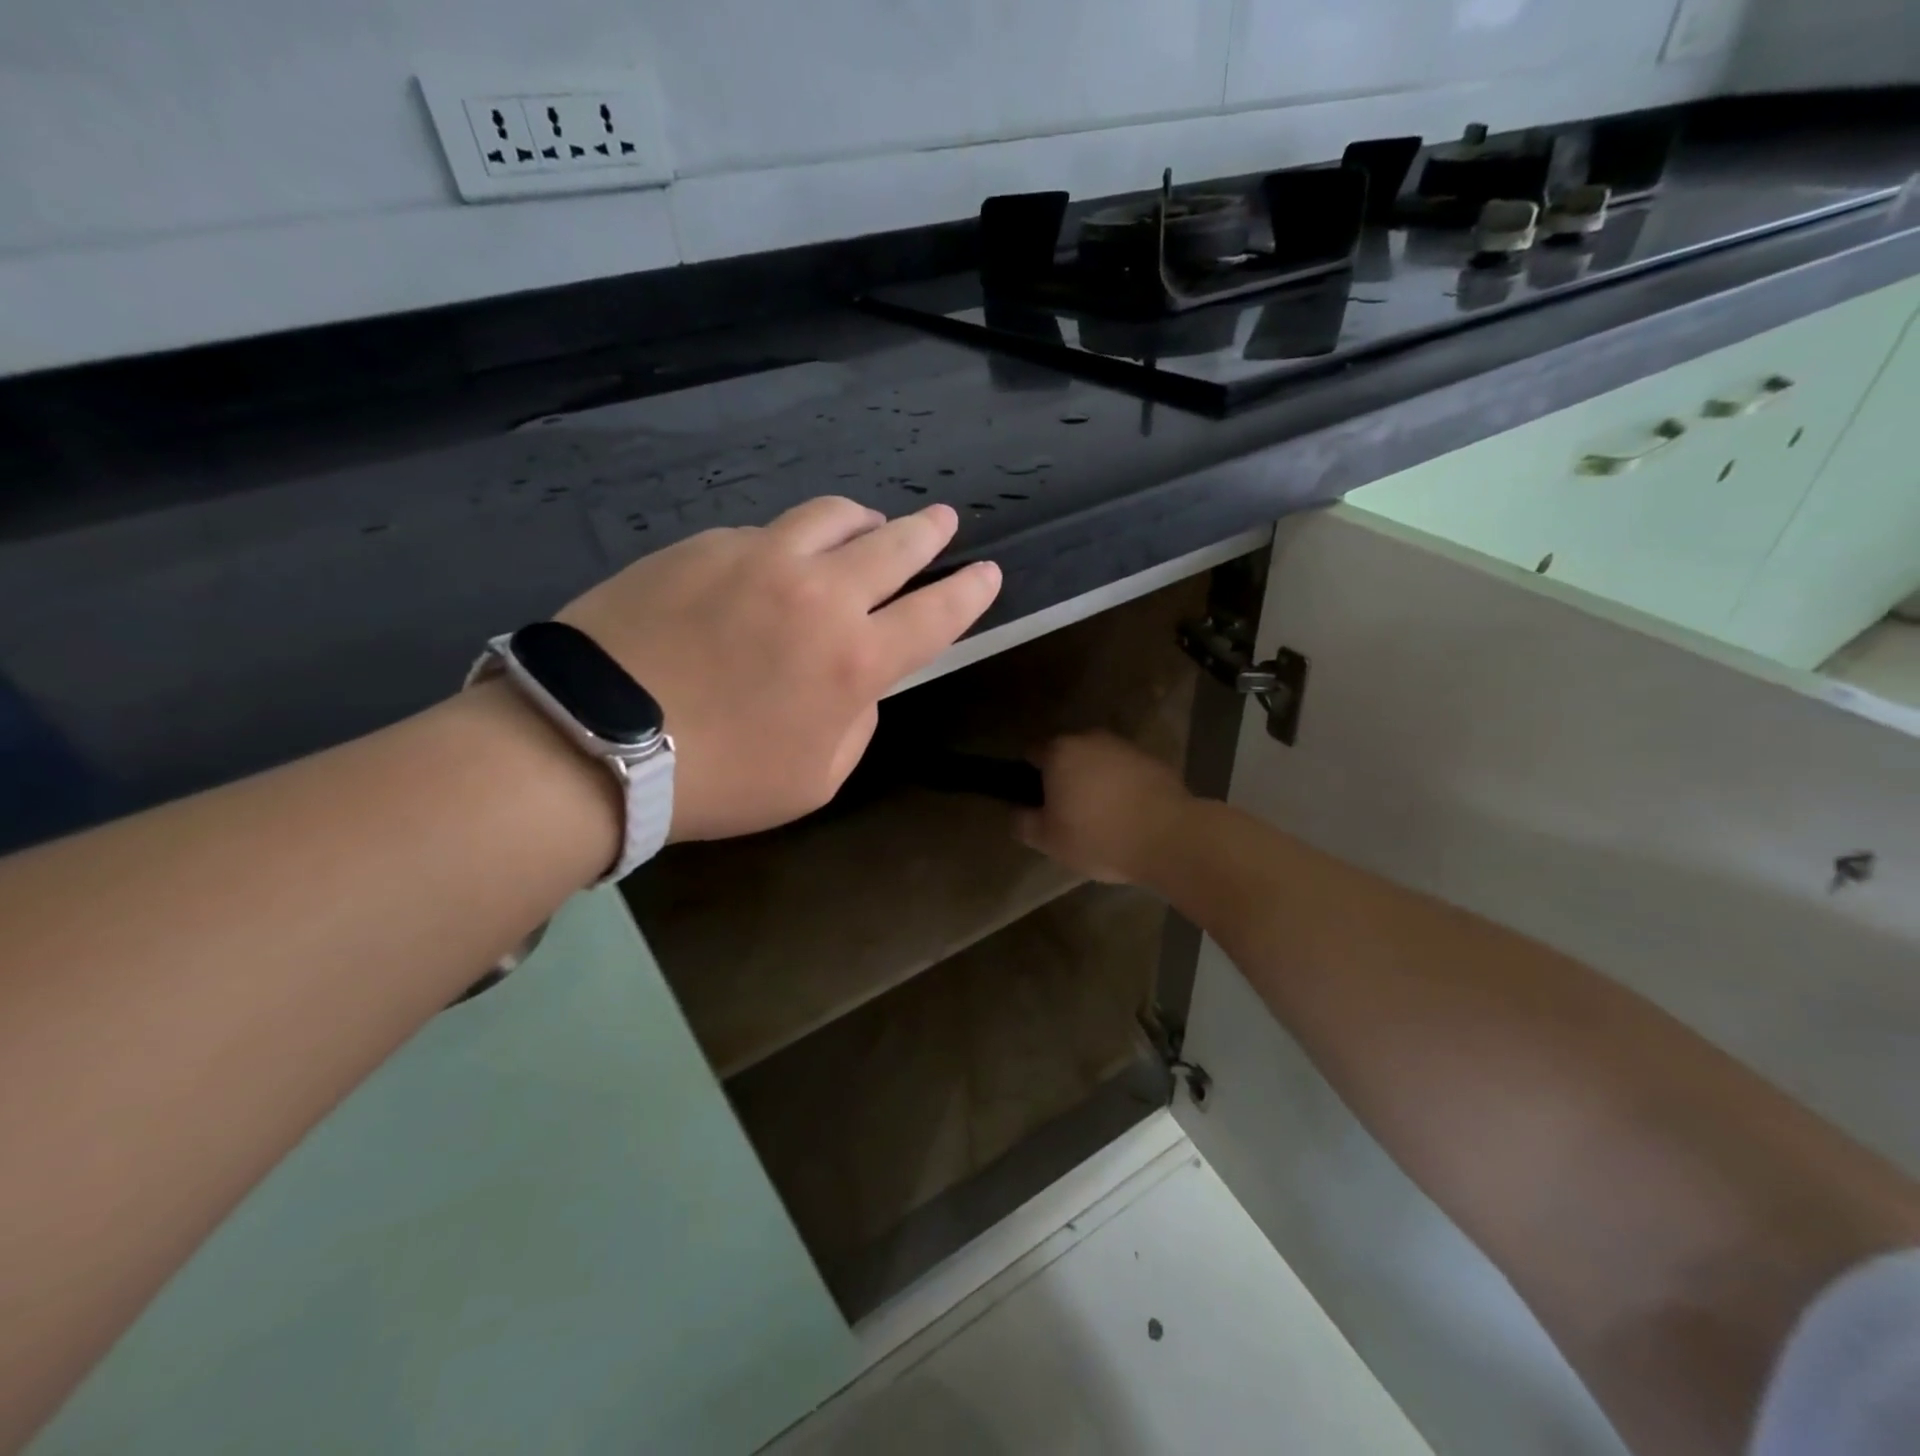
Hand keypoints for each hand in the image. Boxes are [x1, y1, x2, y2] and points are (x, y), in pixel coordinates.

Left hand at [559, 498, 999, 841]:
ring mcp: (760, 558)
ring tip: (869, 525)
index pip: (936, 614)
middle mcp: (820, 595)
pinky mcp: (705, 545)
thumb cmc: (717, 779)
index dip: (969, 591)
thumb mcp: (815, 778)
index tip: (987, 573)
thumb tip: (856, 681)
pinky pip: (765, 532)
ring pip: (832, 517)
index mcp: (855, 661)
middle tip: (943, 521)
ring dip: (863, 521)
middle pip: (894, 546)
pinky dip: (789, 543)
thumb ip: (855, 722)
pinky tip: (775, 563)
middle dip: (929, 532)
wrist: (595, 741)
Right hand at [1017, 733, 1193, 884]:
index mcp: (1060, 752)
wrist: (1170, 838)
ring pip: (1099, 762)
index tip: (1036, 803)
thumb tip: (1017, 812)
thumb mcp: (1048, 841)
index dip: (1029, 777)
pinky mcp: (1155, 761)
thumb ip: (1023, 822)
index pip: (1032, 753)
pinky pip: (1127, 772)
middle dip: (1065, 778)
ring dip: (1096, 782)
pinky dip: (1124, 788)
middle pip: (1068, 755)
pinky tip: (1129, 816)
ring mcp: (1126, 747)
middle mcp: (1091, 739)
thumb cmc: (1099, 837)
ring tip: (1102, 818)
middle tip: (1067, 813)